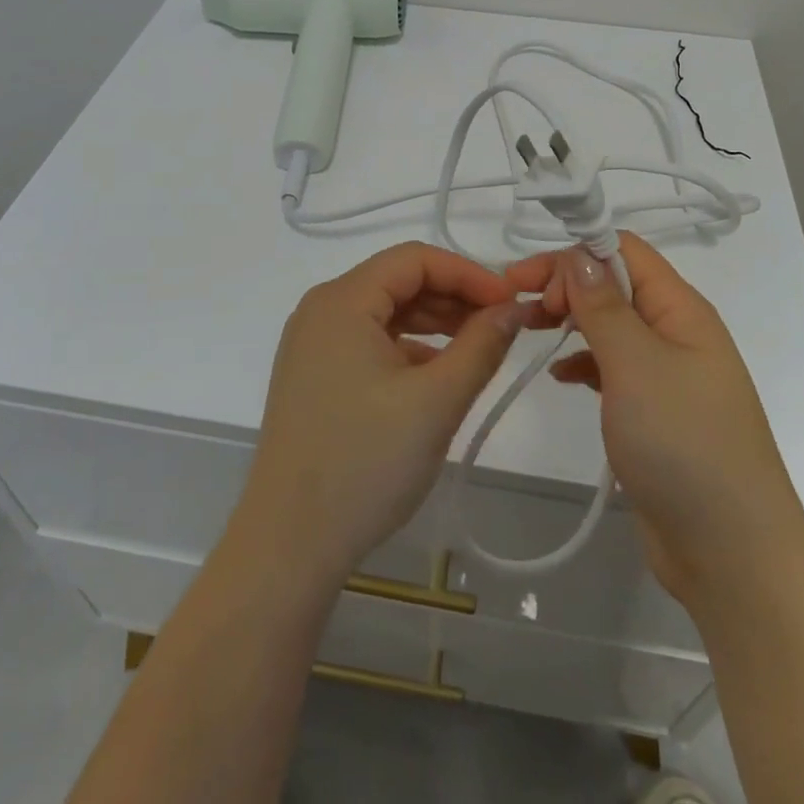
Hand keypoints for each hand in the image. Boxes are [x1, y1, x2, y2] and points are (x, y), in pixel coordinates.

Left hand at [235, 242, 531, 586]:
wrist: (289, 545)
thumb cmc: (365, 463)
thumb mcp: (436, 402)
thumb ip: (481, 346)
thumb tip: (514, 309)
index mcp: (341, 300)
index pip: (414, 259)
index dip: (468, 273)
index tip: (509, 304)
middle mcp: (321, 310)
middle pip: (398, 281)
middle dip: (453, 298)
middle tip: (502, 328)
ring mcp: (313, 344)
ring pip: (386, 313)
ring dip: (434, 324)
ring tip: (479, 350)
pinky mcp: (315, 376)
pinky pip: (370, 343)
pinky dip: (409, 349)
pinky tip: (438, 376)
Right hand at [509, 234, 803, 605]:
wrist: (732, 556)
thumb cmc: (684, 446)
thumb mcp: (636, 366)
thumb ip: (604, 307)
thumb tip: (578, 255)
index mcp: (680, 309)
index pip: (623, 251)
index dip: (573, 254)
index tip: (526, 279)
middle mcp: (675, 332)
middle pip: (613, 284)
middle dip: (566, 285)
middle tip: (523, 310)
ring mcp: (665, 373)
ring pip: (609, 324)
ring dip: (570, 319)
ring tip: (529, 332)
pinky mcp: (653, 411)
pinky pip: (611, 367)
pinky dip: (582, 362)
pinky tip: (559, 376)